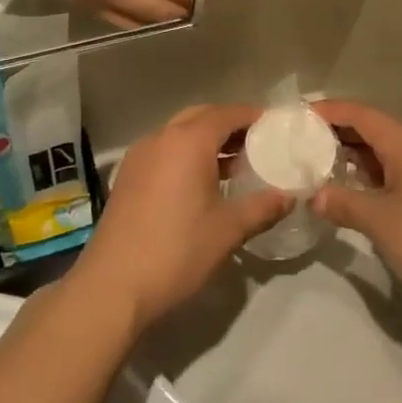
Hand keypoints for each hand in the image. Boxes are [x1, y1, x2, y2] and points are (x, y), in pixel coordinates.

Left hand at [76, 105, 292, 333]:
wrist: (112, 288)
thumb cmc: (176, 252)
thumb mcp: (228, 230)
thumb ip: (262, 207)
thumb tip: (289, 197)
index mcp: (187, 142)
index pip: (226, 114)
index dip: (252, 117)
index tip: (274, 127)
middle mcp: (160, 139)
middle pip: (200, 117)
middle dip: (229, 124)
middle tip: (257, 143)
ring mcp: (139, 157)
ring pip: (179, 133)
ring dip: (206, 140)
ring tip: (234, 165)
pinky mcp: (127, 178)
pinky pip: (163, 151)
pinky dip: (186, 155)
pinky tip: (201, 183)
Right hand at [312, 100, 401, 328]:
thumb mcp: (380, 222)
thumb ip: (343, 203)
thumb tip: (314, 196)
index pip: (361, 114)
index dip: (328, 110)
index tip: (298, 115)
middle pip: (374, 128)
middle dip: (337, 133)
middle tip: (302, 142)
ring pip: (386, 149)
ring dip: (355, 155)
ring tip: (320, 165)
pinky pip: (399, 167)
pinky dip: (373, 172)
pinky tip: (355, 188)